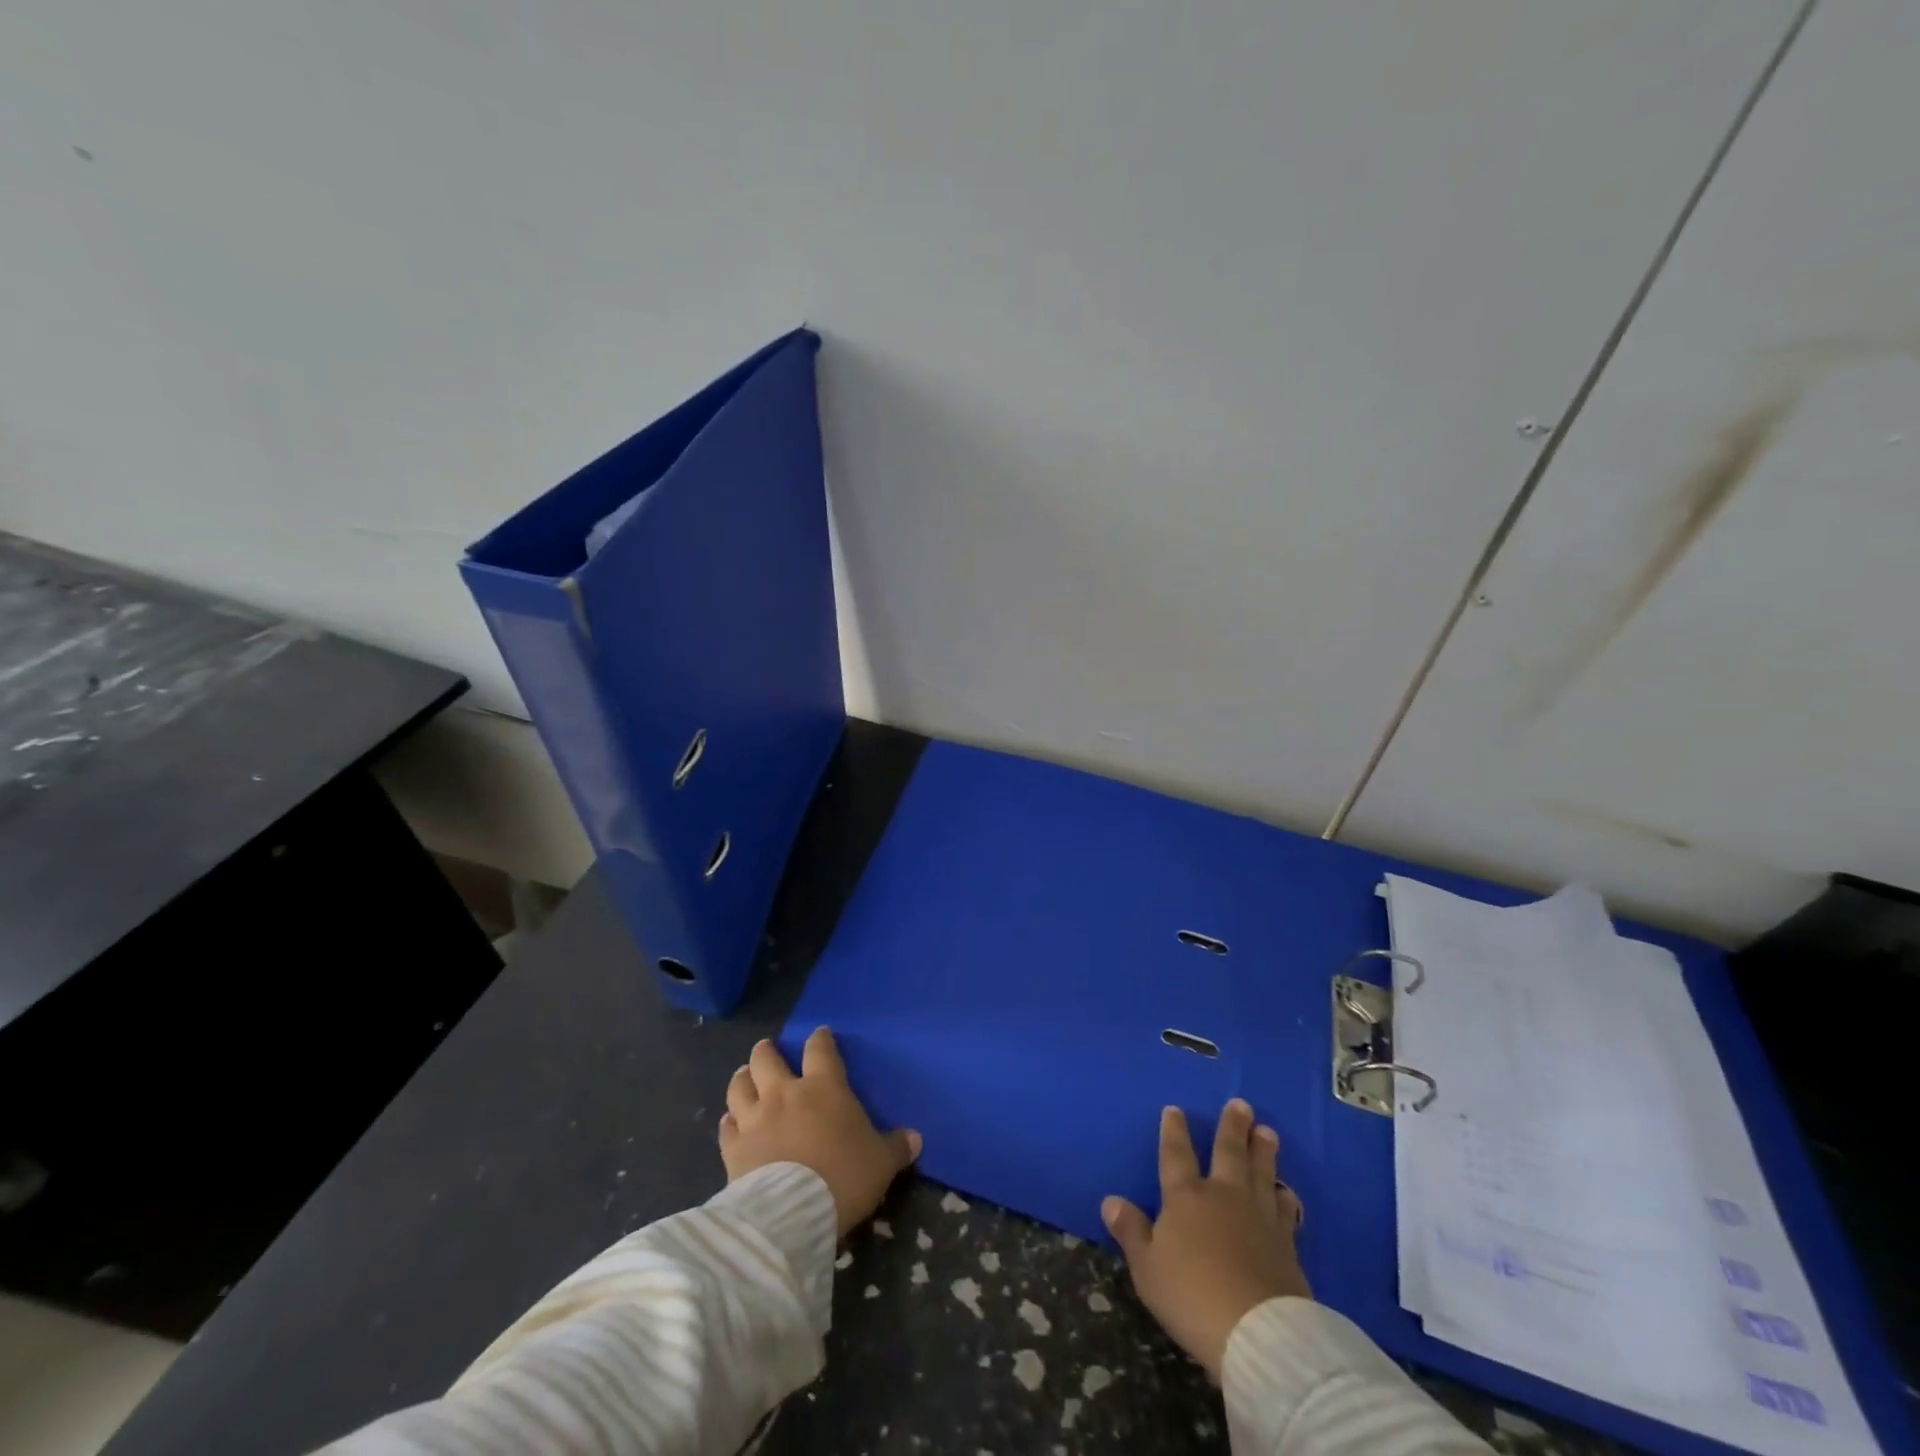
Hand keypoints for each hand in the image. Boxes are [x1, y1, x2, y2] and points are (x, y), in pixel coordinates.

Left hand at [719, 1027, 921, 1236]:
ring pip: (740, 1086)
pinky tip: (730, 1123)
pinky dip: (729, 1122)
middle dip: (766, 1051)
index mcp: (823, 1088)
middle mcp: (784, 1093)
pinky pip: (726, 1127)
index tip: (820, 1035)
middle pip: (767, 1059)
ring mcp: (754, 1118)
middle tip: (767, 1050)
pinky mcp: (733, 1148)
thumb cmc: (843, 1176)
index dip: (820, 1039)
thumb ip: (896, 1147)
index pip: (820, 1050)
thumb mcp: (881, 1163)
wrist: (792, 1212)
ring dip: (742, 1078)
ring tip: (744, 1076)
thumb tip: (916, 1139)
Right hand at [1102, 1099, 1308, 1380]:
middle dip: (1232, 1127)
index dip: (1174, 1131)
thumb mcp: (1147, 1268)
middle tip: (1241, 1104)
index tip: (1175, 1109)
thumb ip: (1131, 1231)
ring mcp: (1259, 1217)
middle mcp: (1224, 1196)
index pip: (1176, 1155)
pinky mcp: (1287, 1244)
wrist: (1258, 1333)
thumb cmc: (1192, 1296)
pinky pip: (1286, 1210)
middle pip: (1228, 1153)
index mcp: (1186, 1197)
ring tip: (1267, 1131)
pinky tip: (1287, 1191)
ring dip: (1263, 1151)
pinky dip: (1285, 1197)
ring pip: (1261, 1173)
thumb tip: (1110, 1200)